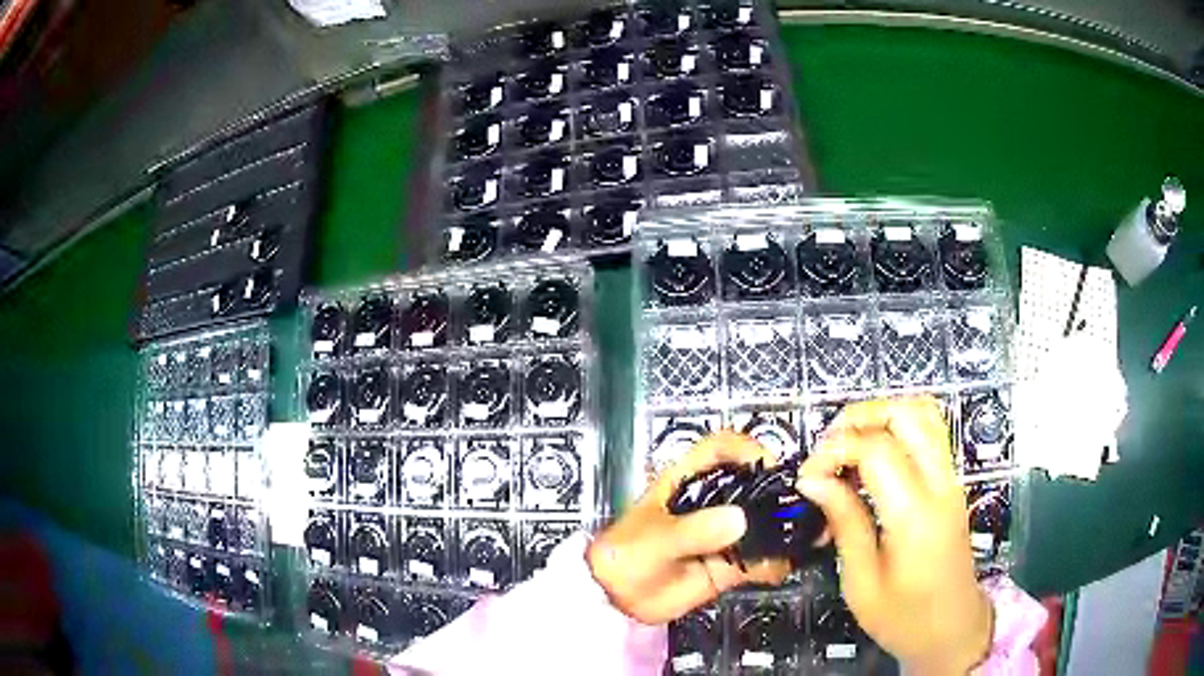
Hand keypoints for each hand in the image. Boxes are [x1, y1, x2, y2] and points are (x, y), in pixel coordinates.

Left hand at [587, 431, 790, 623]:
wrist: (616, 598)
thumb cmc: (627, 555)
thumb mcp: (656, 539)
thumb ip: (693, 531)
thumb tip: (739, 520)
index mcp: (687, 481)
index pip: (720, 449)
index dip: (745, 448)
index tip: (768, 465)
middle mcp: (711, 503)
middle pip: (751, 484)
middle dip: (777, 492)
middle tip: (799, 505)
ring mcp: (723, 534)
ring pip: (762, 524)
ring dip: (783, 530)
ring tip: (802, 537)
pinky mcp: (729, 564)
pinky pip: (759, 560)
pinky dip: (775, 563)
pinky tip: (780, 568)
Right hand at [797, 397, 992, 674]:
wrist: (953, 628)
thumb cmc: (903, 617)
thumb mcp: (861, 582)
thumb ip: (844, 523)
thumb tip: (813, 480)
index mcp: (915, 515)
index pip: (877, 450)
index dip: (835, 450)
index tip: (807, 475)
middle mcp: (940, 485)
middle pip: (907, 413)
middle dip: (859, 417)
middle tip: (827, 448)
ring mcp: (951, 479)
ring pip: (923, 412)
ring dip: (881, 415)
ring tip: (848, 444)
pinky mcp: (952, 482)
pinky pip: (929, 431)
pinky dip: (898, 426)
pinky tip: (874, 455)